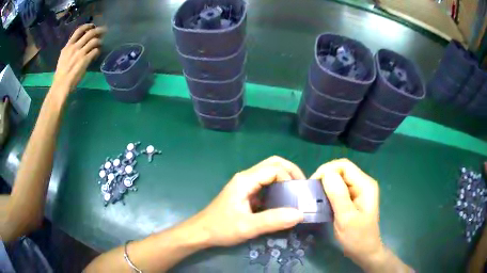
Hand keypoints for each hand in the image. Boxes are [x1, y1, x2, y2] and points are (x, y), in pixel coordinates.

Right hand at [52, 24, 105, 94]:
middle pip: (89, 33)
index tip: (92, 25)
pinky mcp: (85, 60)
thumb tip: (80, 44)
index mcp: (68, 46)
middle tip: (104, 31)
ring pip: (94, 41)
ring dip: (99, 41)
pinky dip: (98, 51)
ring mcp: (80, 53)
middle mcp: (74, 47)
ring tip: (101, 43)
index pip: (79, 30)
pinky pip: (95, 51)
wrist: (61, 85)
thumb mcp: (63, 57)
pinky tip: (98, 53)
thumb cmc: (61, 73)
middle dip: (98, 30)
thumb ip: (71, 49)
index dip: (87, 25)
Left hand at [193, 156, 305, 246]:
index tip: (299, 194)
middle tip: (303, 187)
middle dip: (291, 171)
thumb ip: (273, 221)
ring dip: (285, 177)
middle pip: (273, 164)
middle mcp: (246, 177)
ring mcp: (245, 184)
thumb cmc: (221, 228)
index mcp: (245, 180)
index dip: (289, 178)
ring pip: (270, 171)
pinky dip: (279, 186)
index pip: (274, 169)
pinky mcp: (246, 192)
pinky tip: (284, 199)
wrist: (202, 232)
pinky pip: (266, 183)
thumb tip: (300, 214)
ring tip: (297, 192)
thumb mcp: (247, 227)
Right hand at [311, 159, 382, 266]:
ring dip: (326, 185)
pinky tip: (322, 201)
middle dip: (325, 177)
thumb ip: (338, 195)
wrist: (364, 251)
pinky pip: (339, 188)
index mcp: (365, 185)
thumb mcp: (346, 218)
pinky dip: (329, 192)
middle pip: (342, 170)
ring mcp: (359, 191)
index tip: (313, 184)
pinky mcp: (354, 198)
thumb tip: (326, 174)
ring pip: (339, 179)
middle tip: (312, 191)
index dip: (327, 170)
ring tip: (315, 196)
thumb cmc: (357, 237)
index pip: (344, 166)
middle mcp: (363, 183)